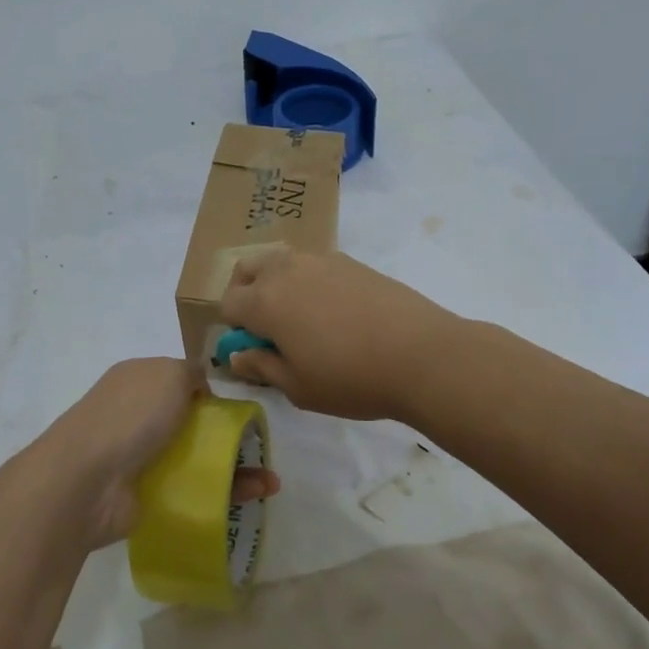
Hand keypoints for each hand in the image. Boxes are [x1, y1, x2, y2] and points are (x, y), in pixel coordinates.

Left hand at [37, 358, 279, 548]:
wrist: (86, 482)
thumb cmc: (131, 416)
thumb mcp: (169, 374)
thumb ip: (191, 373)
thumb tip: (201, 388)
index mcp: (138, 380)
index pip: (180, 381)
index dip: (209, 393)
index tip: (238, 409)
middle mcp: (137, 416)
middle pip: (193, 424)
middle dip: (230, 436)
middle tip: (261, 449)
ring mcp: (140, 458)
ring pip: (197, 460)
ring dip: (235, 470)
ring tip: (270, 484)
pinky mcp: (146, 496)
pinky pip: (191, 493)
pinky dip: (221, 496)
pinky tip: (250, 499)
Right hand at [219, 250, 458, 421]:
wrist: (420, 354)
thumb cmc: (351, 378)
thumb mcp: (298, 388)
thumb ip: (262, 368)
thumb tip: (237, 356)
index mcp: (265, 301)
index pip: (228, 303)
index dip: (233, 328)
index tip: (254, 349)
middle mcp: (287, 270)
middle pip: (249, 269)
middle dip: (247, 292)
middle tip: (268, 326)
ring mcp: (321, 260)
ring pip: (283, 262)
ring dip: (279, 283)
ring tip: (304, 319)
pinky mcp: (351, 262)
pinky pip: (315, 265)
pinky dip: (311, 282)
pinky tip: (337, 313)